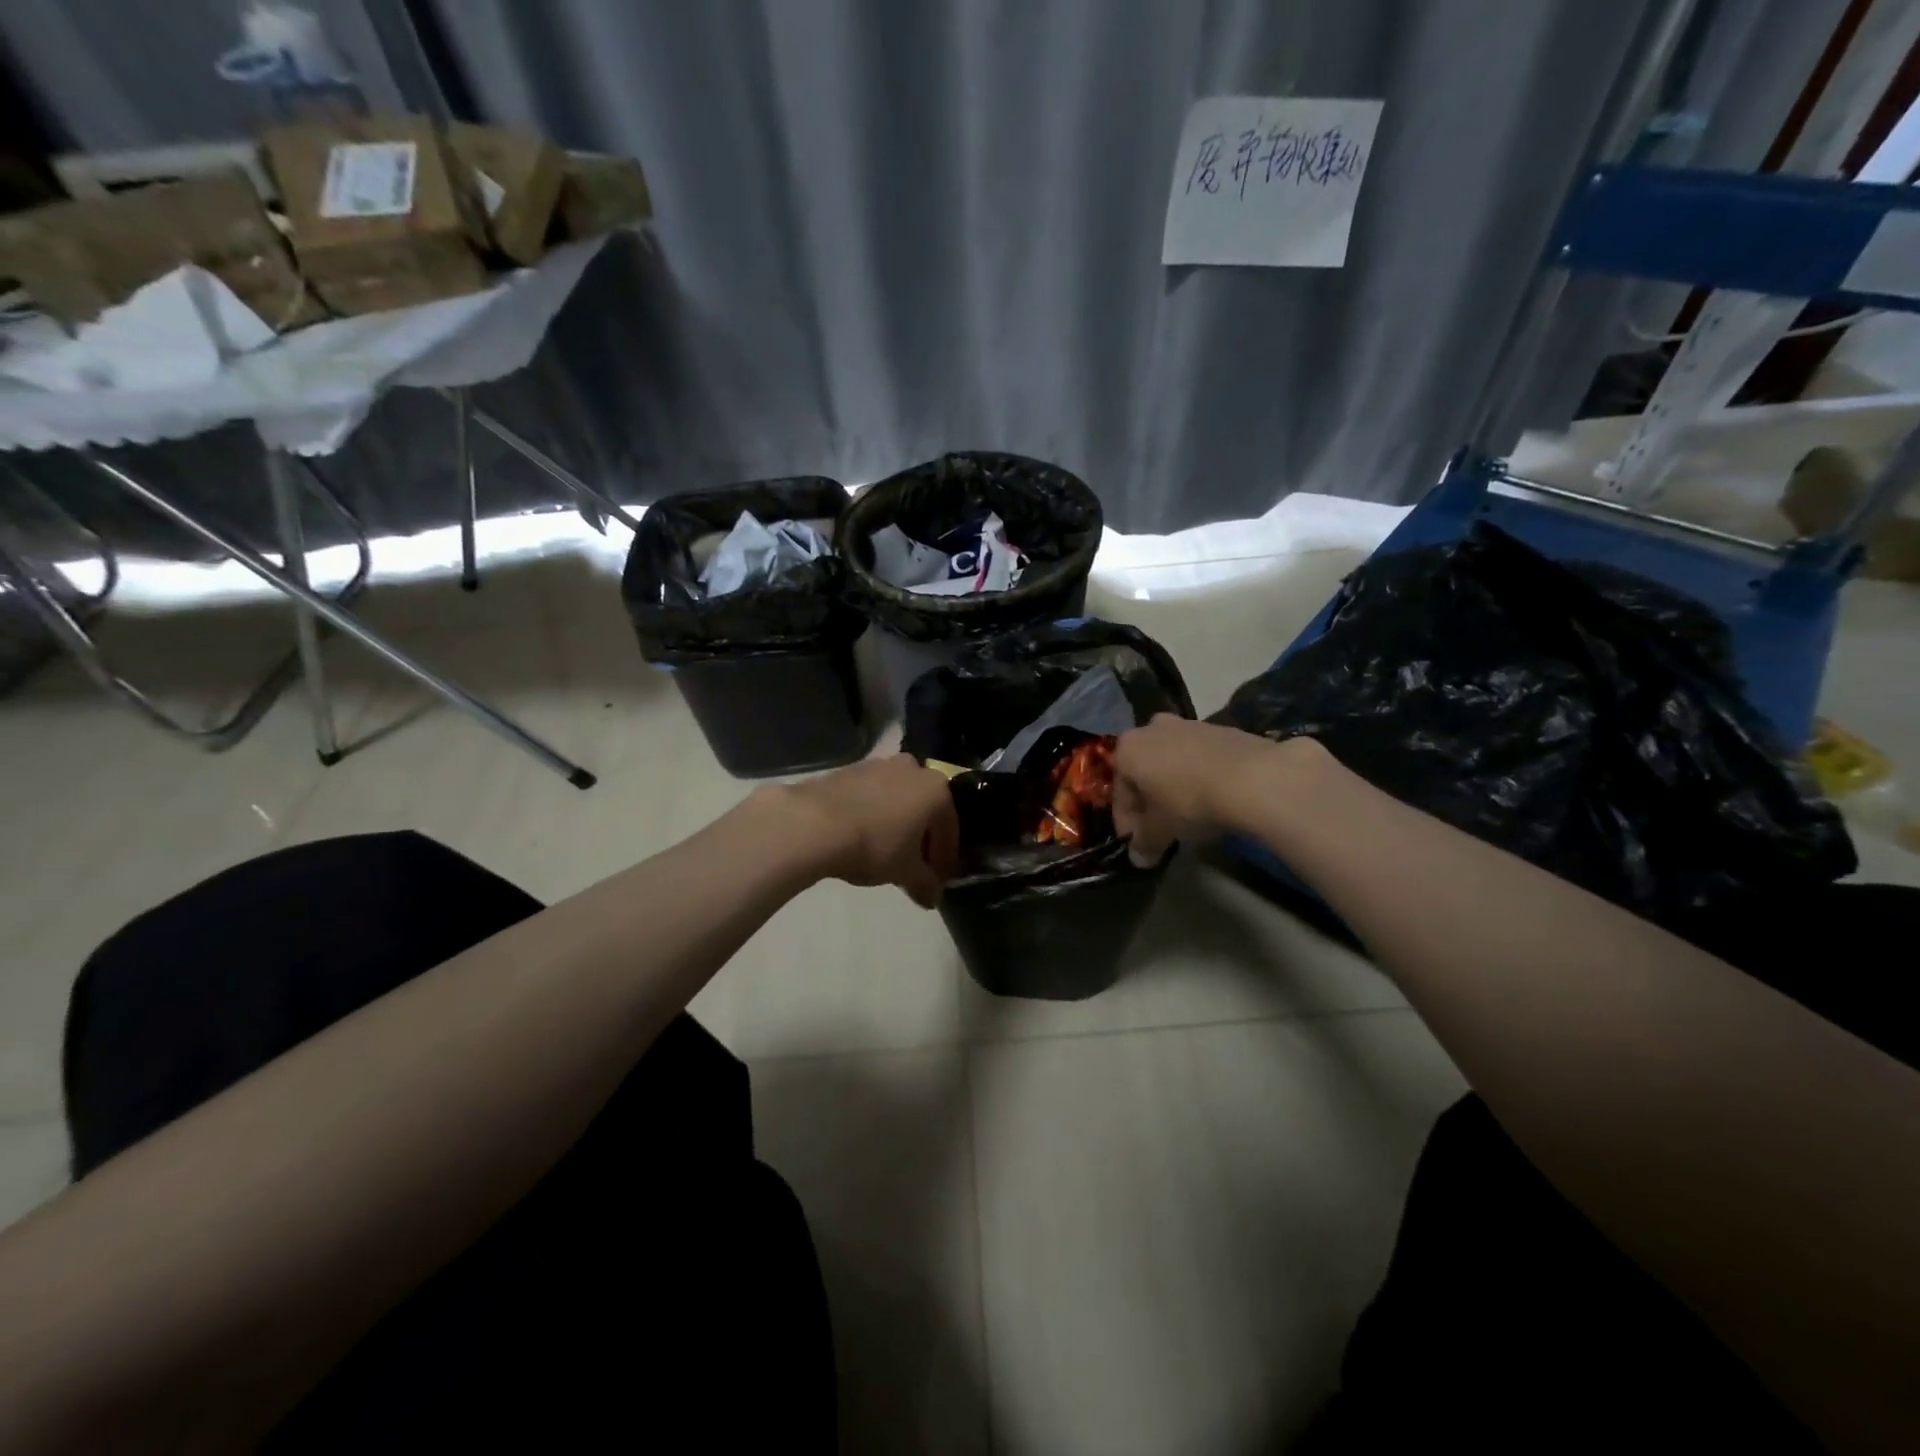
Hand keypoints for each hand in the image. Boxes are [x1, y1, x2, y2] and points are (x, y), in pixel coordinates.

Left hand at [775, 755, 960, 906]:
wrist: (816, 823)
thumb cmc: (875, 845)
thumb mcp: (905, 872)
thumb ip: (925, 883)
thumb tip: (933, 897)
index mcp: (936, 790)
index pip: (950, 829)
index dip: (945, 859)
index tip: (937, 880)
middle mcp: (913, 769)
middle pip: (925, 809)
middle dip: (922, 838)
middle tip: (914, 866)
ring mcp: (879, 765)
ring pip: (898, 799)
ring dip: (897, 823)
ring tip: (885, 853)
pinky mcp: (850, 769)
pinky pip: (872, 795)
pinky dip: (874, 814)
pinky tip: (862, 836)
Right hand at [1111, 715, 1297, 865]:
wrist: (1254, 778)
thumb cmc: (1191, 801)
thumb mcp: (1162, 830)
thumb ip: (1145, 843)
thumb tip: (1138, 858)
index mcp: (1128, 749)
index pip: (1120, 793)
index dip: (1127, 823)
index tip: (1138, 845)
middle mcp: (1152, 729)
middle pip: (1144, 772)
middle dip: (1149, 800)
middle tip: (1161, 828)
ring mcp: (1188, 725)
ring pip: (1172, 762)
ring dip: (1174, 786)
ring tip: (1190, 815)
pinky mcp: (1221, 728)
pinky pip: (1199, 758)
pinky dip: (1199, 776)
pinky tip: (1214, 798)